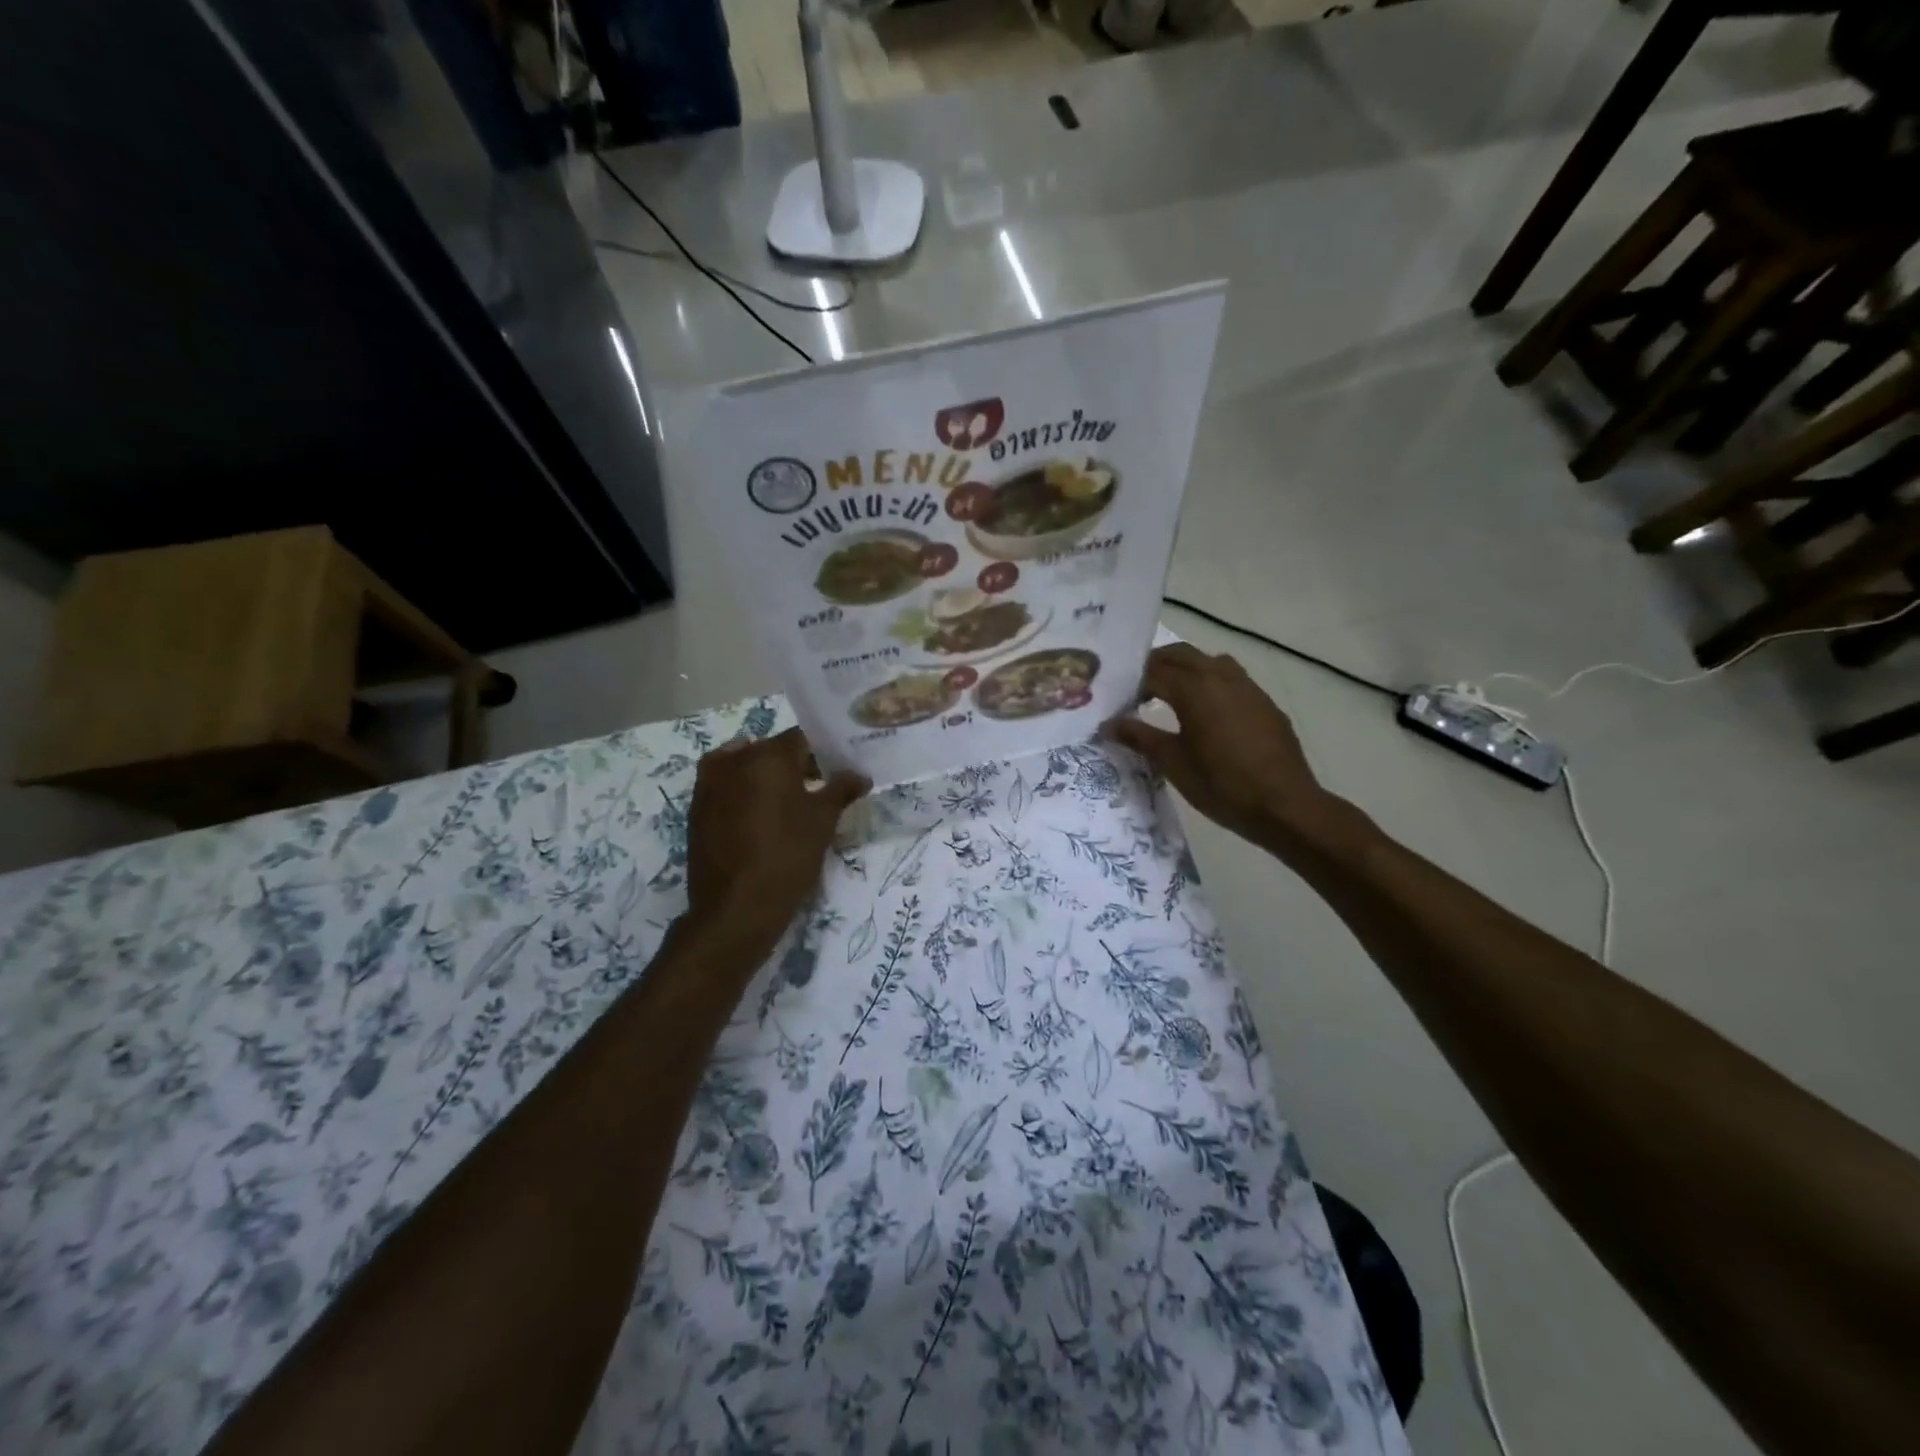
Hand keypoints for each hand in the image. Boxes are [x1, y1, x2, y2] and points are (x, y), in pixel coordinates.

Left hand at [685, 727, 867, 951]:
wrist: (734, 909)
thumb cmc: (787, 857)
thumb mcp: (823, 822)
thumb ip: (841, 790)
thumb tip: (860, 775)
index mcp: (767, 755)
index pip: (802, 738)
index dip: (823, 751)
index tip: (838, 768)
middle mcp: (733, 760)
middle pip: (772, 750)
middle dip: (796, 764)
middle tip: (820, 787)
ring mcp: (709, 783)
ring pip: (746, 767)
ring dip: (768, 778)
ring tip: (790, 804)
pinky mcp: (696, 808)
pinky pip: (727, 787)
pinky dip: (746, 793)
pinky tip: (762, 818)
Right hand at [1105, 643, 1332, 850]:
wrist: (1285, 806)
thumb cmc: (1222, 785)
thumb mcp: (1172, 763)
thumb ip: (1139, 737)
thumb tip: (1108, 724)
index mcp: (1194, 689)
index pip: (1152, 672)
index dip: (1131, 684)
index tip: (1118, 702)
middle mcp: (1220, 677)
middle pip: (1181, 655)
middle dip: (1156, 666)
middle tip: (1137, 689)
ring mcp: (1247, 687)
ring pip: (1209, 661)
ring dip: (1186, 670)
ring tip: (1172, 696)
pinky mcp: (1264, 702)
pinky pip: (1232, 679)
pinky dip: (1211, 684)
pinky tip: (1208, 715)